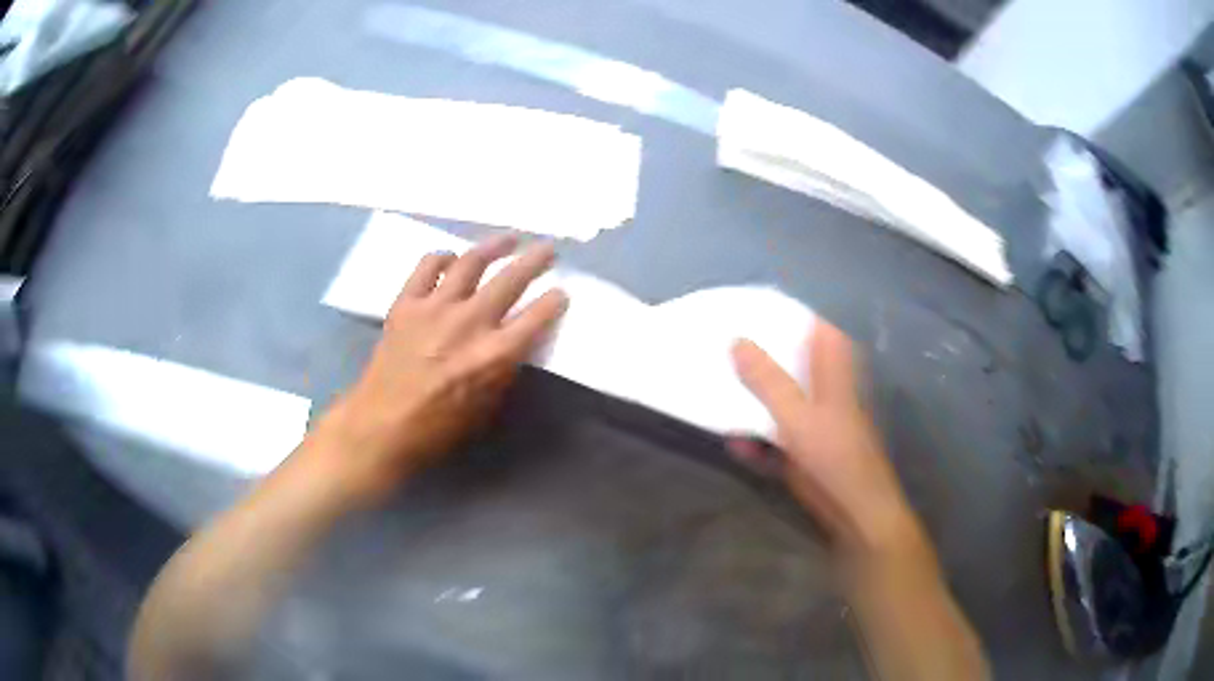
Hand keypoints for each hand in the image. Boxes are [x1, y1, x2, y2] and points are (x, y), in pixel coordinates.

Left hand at [313, 234, 567, 501]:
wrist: (382, 424)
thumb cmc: (437, 428)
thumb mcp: (486, 408)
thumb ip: (503, 370)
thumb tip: (513, 343)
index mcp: (494, 355)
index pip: (537, 317)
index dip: (554, 301)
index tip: (561, 291)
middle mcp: (469, 322)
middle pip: (511, 279)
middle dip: (536, 259)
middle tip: (547, 248)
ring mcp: (435, 307)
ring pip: (471, 261)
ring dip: (494, 246)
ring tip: (508, 239)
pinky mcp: (406, 302)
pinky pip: (427, 266)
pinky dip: (442, 257)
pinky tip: (450, 259)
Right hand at [731, 323, 919, 563]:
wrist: (856, 513)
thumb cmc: (836, 457)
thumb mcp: (799, 416)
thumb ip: (768, 380)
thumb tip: (735, 339)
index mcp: (833, 370)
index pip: (813, 327)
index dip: (785, 315)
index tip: (749, 308)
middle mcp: (824, 389)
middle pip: (790, 362)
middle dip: (758, 357)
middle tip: (722, 346)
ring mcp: (814, 420)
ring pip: (778, 398)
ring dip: (752, 400)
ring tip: (718, 391)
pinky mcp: (803, 448)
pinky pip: (774, 435)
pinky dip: (757, 439)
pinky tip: (737, 444)